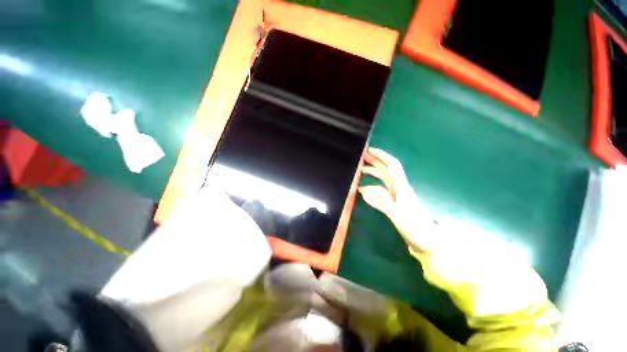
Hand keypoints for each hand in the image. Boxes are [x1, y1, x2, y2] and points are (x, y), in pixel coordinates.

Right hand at [359, 148, 437, 253]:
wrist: (427, 242)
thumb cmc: (415, 227)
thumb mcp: (397, 215)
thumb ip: (380, 203)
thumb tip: (363, 193)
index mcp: (402, 187)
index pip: (392, 166)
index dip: (382, 156)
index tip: (370, 150)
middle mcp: (399, 188)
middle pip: (386, 170)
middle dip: (374, 161)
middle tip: (361, 158)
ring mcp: (396, 195)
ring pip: (382, 179)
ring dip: (372, 174)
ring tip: (358, 172)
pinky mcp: (394, 202)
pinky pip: (380, 191)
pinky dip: (371, 188)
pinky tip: (362, 191)